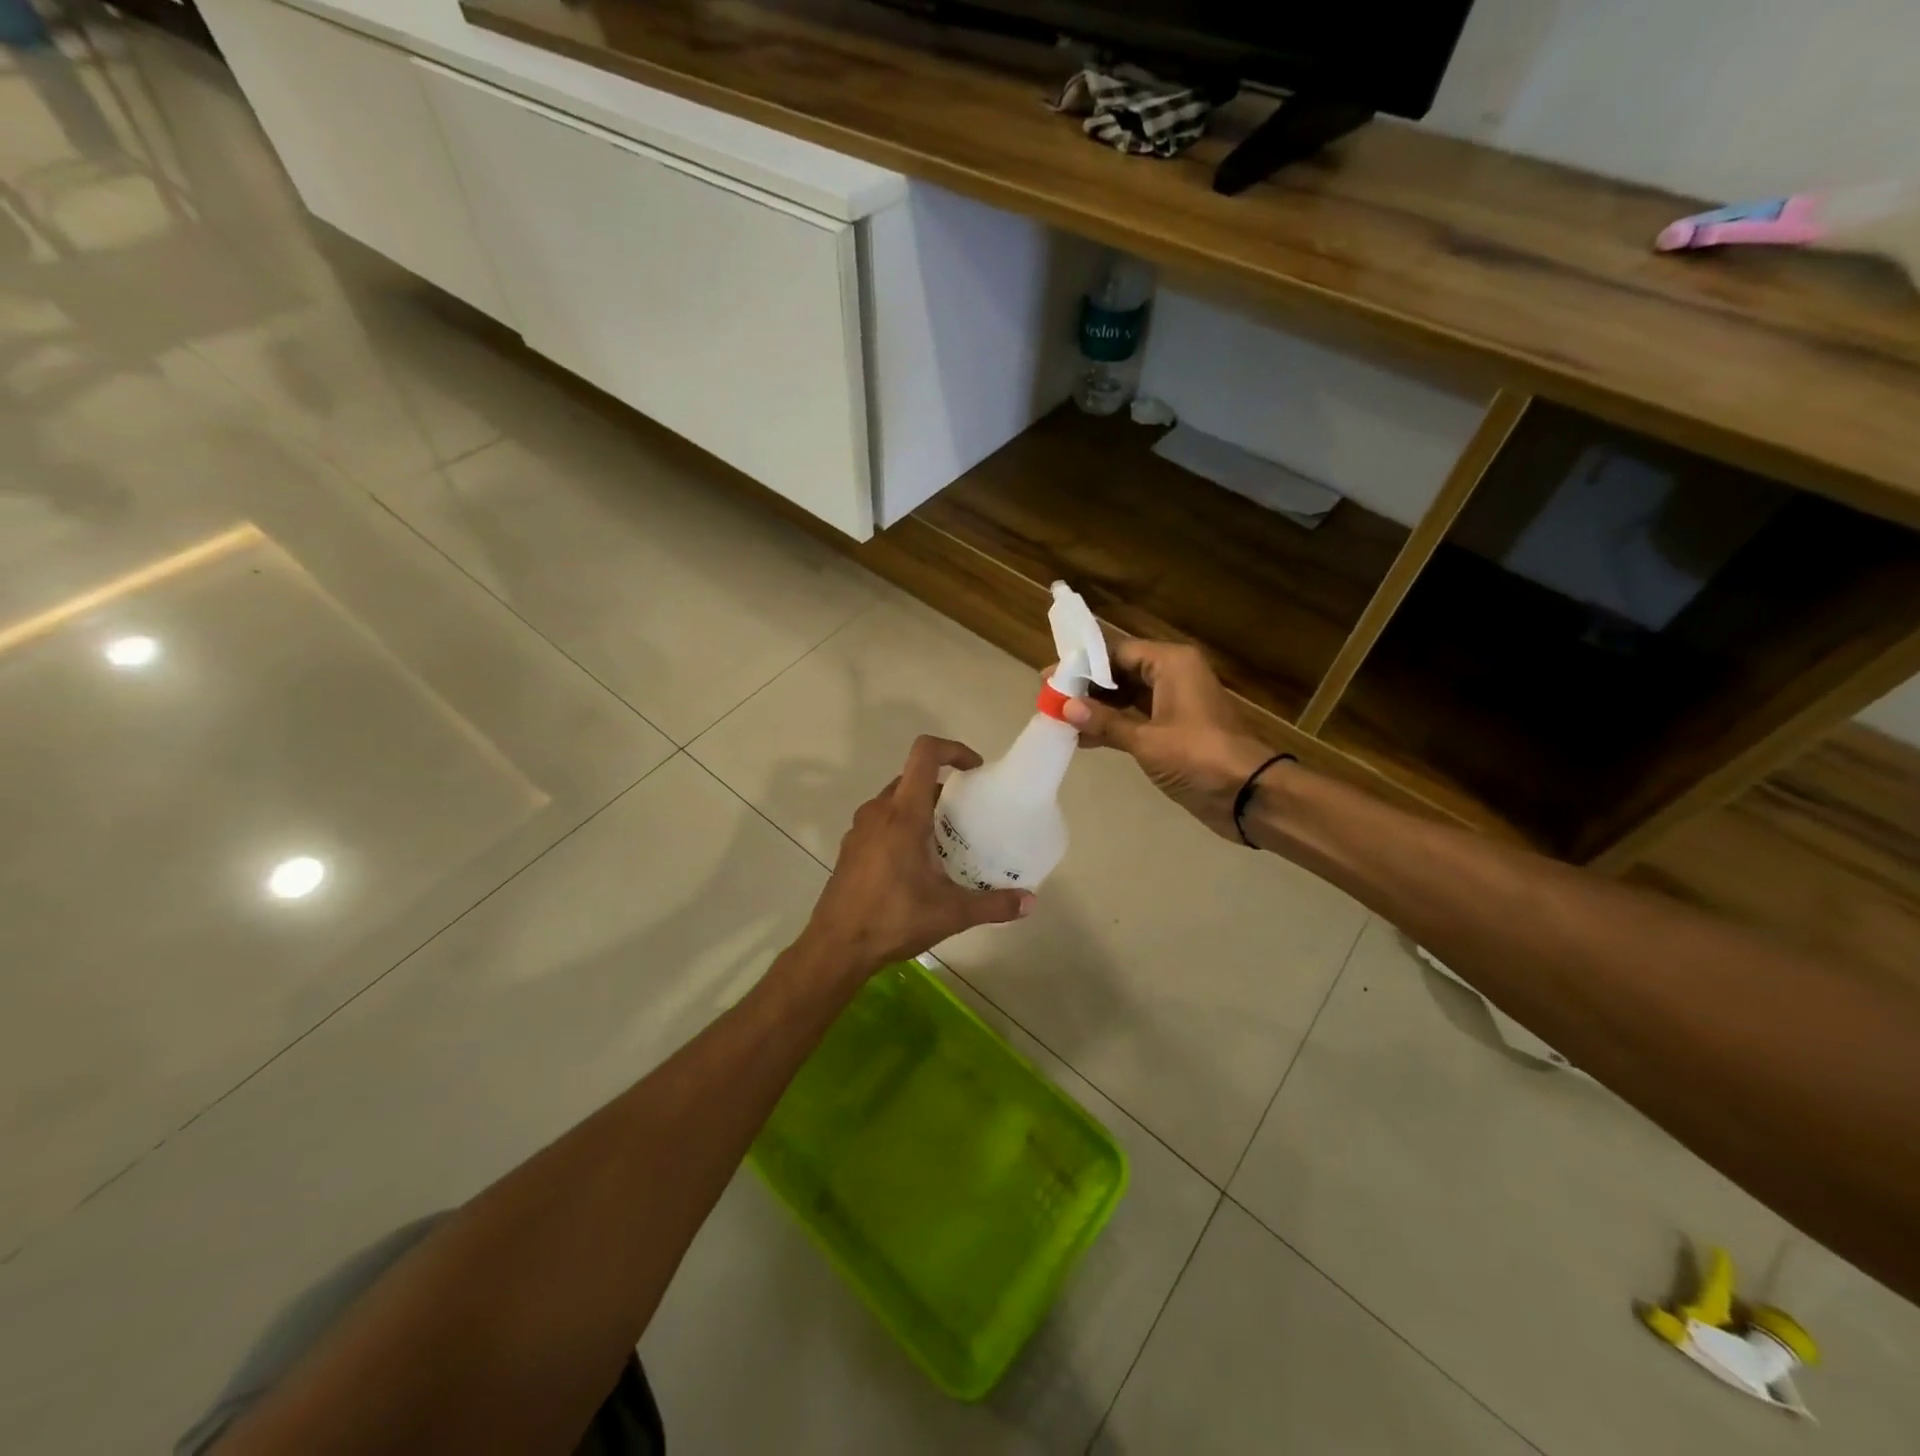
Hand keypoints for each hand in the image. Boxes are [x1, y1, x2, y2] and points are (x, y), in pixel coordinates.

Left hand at [802, 735, 1034, 979]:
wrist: (836, 946)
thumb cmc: (893, 919)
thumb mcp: (951, 914)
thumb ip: (993, 905)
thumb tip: (1030, 903)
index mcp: (904, 814)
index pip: (925, 754)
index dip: (953, 750)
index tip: (975, 770)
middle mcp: (878, 811)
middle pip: (912, 778)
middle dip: (942, 787)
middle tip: (967, 815)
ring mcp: (860, 828)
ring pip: (895, 800)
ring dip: (921, 808)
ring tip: (945, 841)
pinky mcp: (850, 847)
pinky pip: (881, 821)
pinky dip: (901, 826)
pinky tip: (915, 865)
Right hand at [1063, 639, 1275, 841]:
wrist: (1249, 795)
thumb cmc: (1199, 757)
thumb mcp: (1146, 740)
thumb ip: (1105, 722)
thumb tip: (1064, 707)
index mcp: (1170, 663)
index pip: (1116, 652)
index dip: (1081, 664)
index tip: (1048, 676)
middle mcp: (1172, 675)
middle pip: (1120, 671)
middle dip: (1085, 686)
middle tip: (1049, 698)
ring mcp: (1174, 703)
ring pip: (1126, 696)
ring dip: (1096, 707)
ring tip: (1059, 718)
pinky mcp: (1174, 729)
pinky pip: (1135, 718)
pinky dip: (1112, 725)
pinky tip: (1082, 738)